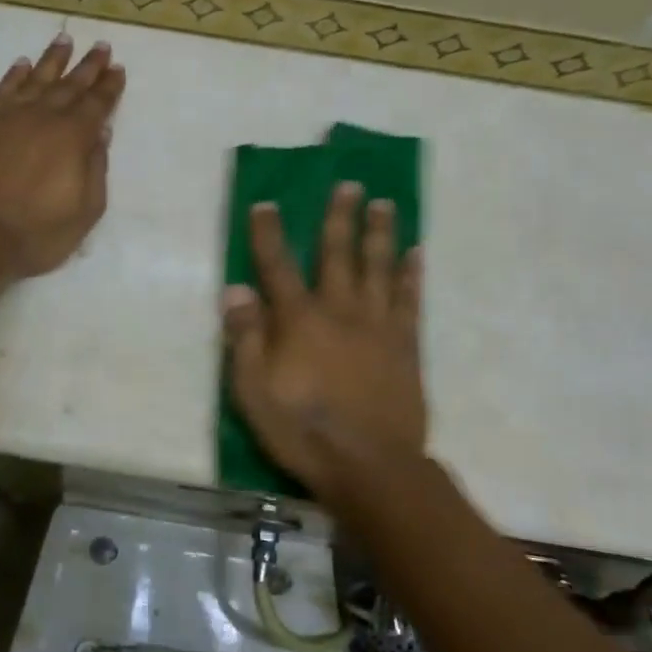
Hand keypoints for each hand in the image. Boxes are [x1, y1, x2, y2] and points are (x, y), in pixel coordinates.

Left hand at [0, 33, 124, 278]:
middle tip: (101, 46)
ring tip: (64, 40)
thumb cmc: (37, 233)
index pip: (96, 104)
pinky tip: (22, 64)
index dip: (109, 86)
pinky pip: (1, 91)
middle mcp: (42, 118)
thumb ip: (96, 168)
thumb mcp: (85, 211)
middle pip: (69, 86)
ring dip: (52, 60)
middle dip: (88, 66)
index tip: (118, 68)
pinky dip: (14, 75)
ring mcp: (8, 118)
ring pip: (35, 79)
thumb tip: (101, 132)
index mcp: (72, 138)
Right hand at [223, 182, 426, 500]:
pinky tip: (416, 253)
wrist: (370, 466)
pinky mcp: (406, 346)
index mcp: (299, 321)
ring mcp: (378, 326)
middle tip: (350, 184)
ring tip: (385, 203)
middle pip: (338, 254)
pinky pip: (409, 300)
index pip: (277, 267)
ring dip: (380, 233)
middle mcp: (340, 311)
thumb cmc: (303, 430)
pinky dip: (412, 275)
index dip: (268, 234)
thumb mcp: (253, 392)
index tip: (265, 203)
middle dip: (340, 217)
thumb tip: (235, 290)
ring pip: (379, 268)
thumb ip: (245, 338)